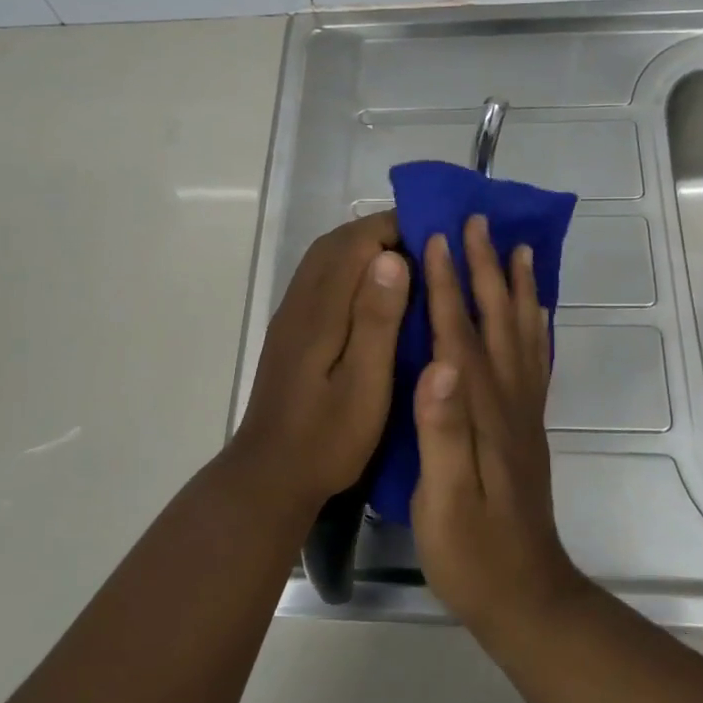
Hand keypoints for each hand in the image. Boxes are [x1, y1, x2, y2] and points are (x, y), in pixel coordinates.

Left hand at [231, 212, 409, 509]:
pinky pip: (320, 280)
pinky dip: (349, 269)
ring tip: (407, 262)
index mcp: (320, 310)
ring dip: (362, 248)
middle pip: (336, 243)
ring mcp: (291, 317)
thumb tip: (390, 257)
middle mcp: (300, 303)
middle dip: (379, 231)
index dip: (393, 227)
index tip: (433, 232)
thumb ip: (377, 320)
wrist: (270, 475)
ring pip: (324, 260)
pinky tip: (374, 294)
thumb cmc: (327, 437)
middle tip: (425, 244)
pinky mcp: (290, 333)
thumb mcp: (365, 385)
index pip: (354, 243)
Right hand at [410, 215, 583, 633]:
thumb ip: (442, 430)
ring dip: (518, 287)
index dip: (446, 284)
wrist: (525, 596)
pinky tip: (534, 312)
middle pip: (497, 321)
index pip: (459, 334)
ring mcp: (524, 412)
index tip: (435, 238)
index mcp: (481, 411)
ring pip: (522, 334)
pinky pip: (536, 362)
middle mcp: (509, 400)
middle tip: (479, 222)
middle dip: (486, 269)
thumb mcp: (443, 499)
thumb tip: (439, 363)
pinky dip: (536, 326)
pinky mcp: (529, 427)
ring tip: (519, 248)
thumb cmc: (471, 552)